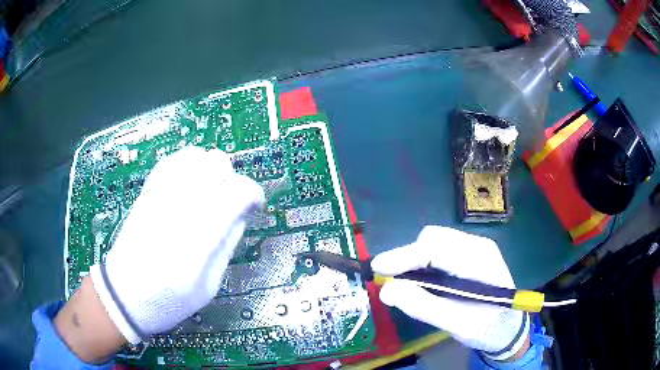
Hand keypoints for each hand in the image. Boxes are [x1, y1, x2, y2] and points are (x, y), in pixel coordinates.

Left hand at [89, 147, 264, 343]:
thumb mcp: (209, 285)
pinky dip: (187, 166)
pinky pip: (172, 161)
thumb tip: (241, 213)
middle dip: (231, 178)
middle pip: (217, 163)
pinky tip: (188, 186)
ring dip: (209, 170)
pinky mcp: (147, 192)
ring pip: (195, 155)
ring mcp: (159, 195)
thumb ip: (227, 244)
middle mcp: (179, 207)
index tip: (254, 205)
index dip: (253, 193)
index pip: (237, 191)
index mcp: (198, 237)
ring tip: (208, 193)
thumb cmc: (169, 300)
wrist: (124, 295)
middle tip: (229, 202)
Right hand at [371, 226, 529, 360]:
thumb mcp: (458, 324)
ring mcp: (475, 247)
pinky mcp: (470, 253)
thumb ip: (424, 307)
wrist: (509, 328)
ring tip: (410, 285)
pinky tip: (425, 282)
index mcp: (480, 260)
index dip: (403, 257)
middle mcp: (477, 245)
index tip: (377, 269)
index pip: (436, 249)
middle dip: (408, 258)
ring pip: (434, 241)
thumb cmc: (488, 328)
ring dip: (415, 260)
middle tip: (394, 283)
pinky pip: (439, 249)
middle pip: (433, 239)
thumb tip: (387, 291)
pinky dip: (424, 262)